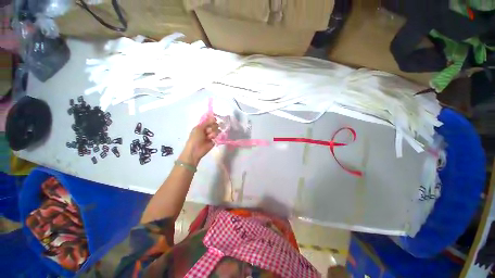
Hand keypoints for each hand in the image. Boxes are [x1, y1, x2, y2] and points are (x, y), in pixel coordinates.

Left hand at [180, 116, 219, 166]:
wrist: (195, 150)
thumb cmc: (194, 138)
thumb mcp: (199, 128)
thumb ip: (207, 122)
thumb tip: (214, 117)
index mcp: (202, 126)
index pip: (210, 120)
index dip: (212, 120)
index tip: (215, 120)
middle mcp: (207, 130)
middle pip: (215, 125)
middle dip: (212, 127)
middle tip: (208, 131)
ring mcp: (211, 135)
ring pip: (217, 130)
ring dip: (213, 133)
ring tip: (209, 137)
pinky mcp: (215, 140)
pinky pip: (218, 136)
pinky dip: (216, 136)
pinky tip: (212, 138)